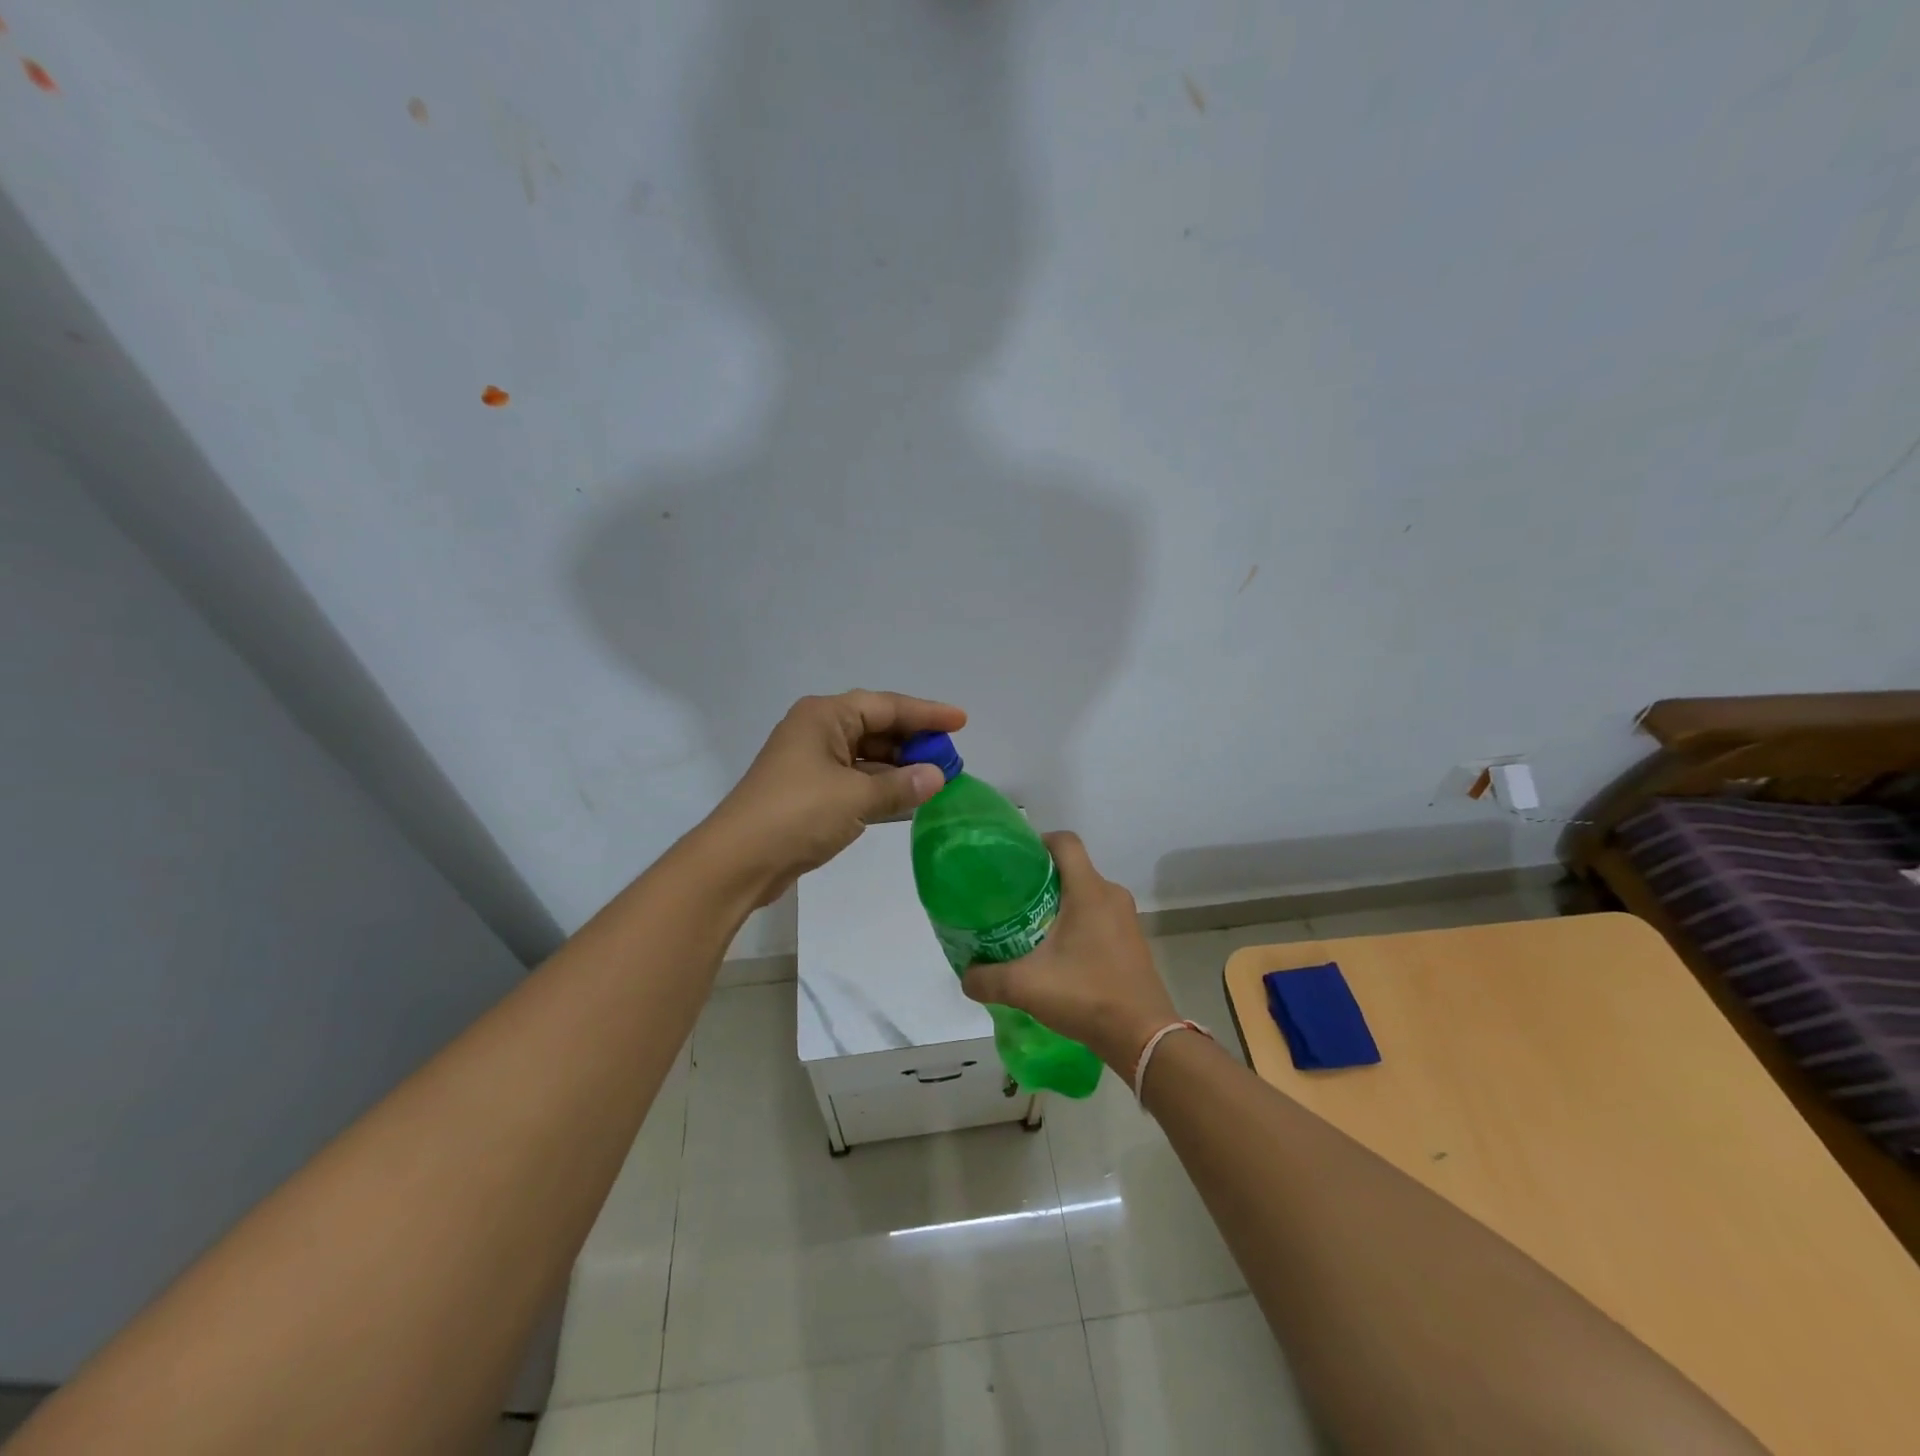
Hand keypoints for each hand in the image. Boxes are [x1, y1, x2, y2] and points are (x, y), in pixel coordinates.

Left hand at [700, 691, 965, 904]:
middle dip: (914, 741)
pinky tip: (907, 798)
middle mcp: (817, 731)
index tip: (961, 720)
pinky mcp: (809, 792)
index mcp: (825, 716)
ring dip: (899, 767)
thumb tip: (938, 777)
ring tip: (937, 778)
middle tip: (951, 756)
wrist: (738, 861)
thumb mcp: (857, 797)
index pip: (886, 706)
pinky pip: (855, 779)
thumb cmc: (798, 814)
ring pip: (866, 756)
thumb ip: (902, 785)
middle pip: (876, 728)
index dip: (927, 713)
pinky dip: (881, 787)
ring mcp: (811, 762)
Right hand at [959, 832, 1177, 1075]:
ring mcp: (1126, 919)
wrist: (1142, 1037)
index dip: (1037, 842)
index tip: (1012, 861)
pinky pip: (1099, 918)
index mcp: (1089, 891)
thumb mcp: (1025, 986)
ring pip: (1085, 895)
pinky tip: (1057, 954)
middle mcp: (1111, 895)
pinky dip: (1077, 925)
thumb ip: (986, 978)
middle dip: (1040, 879)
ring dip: (1059, 905)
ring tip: (1028, 927)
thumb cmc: (1086, 996)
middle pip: (1072, 869)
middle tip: (1010, 899)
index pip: (1065, 842)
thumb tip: (965, 974)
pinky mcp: (1132, 942)